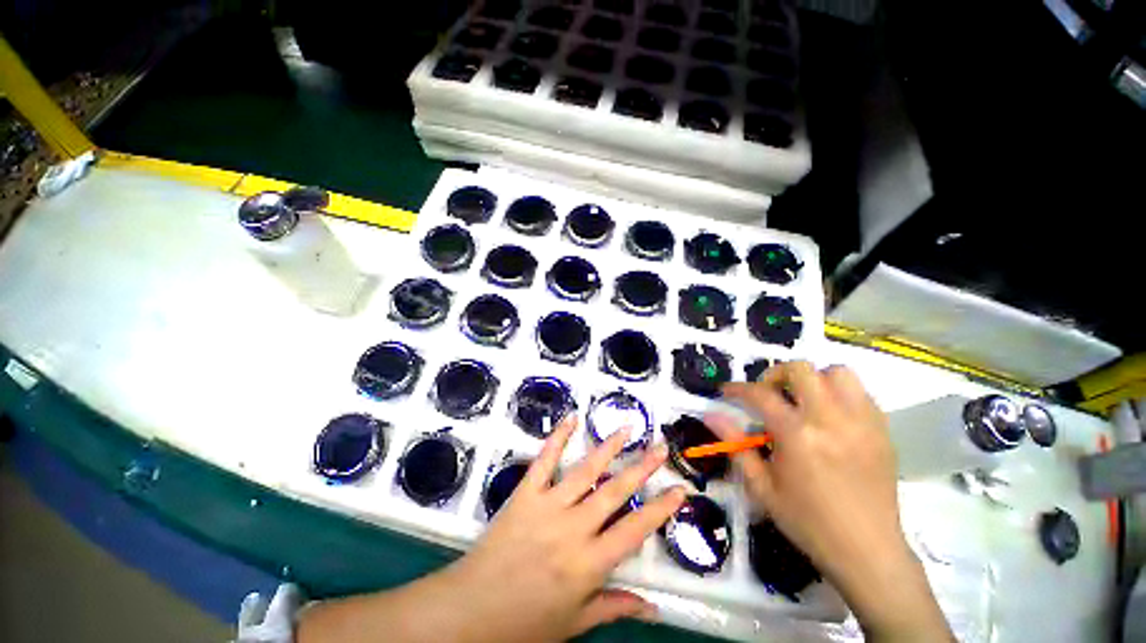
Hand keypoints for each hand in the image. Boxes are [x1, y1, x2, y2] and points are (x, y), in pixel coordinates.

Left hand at [298, 415, 685, 642]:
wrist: (469, 611)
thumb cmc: (524, 623)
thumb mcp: (575, 623)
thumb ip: (614, 608)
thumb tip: (654, 609)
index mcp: (589, 564)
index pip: (635, 531)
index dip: (660, 509)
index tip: (679, 489)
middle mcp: (573, 529)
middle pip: (615, 493)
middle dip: (642, 468)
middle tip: (660, 447)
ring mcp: (547, 506)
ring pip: (585, 471)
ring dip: (608, 448)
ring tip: (627, 428)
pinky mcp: (525, 494)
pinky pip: (544, 461)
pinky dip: (557, 438)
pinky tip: (571, 418)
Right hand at [707, 361, 951, 641]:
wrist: (868, 551)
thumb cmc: (808, 521)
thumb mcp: (762, 487)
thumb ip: (735, 445)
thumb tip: (710, 415)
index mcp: (797, 435)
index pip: (761, 394)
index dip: (738, 388)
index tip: (727, 391)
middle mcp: (831, 420)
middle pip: (801, 369)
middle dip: (776, 374)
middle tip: (768, 394)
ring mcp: (862, 422)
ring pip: (838, 372)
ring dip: (814, 379)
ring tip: (803, 401)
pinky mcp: (882, 431)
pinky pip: (861, 393)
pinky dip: (839, 393)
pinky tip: (829, 415)